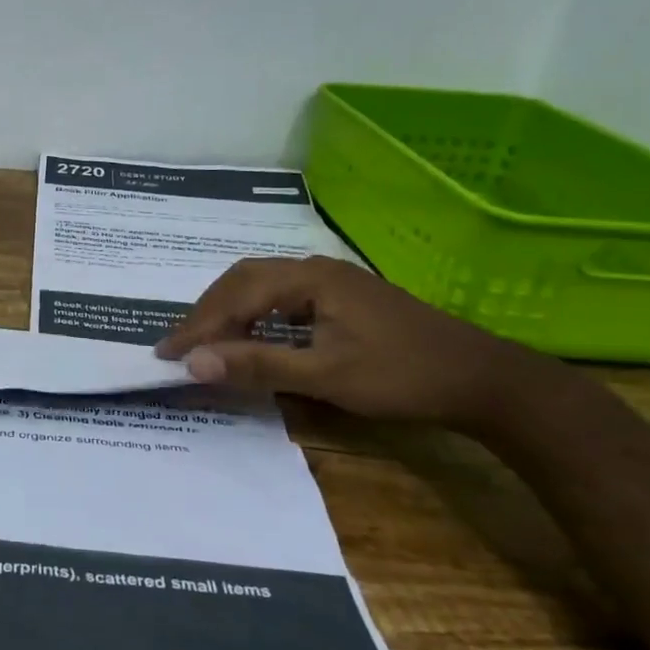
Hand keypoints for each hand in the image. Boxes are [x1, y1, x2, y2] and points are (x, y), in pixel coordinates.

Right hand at [154, 256, 539, 428]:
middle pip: (242, 280)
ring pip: (261, 286)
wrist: (483, 380)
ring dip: (228, 311)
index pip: (235, 296)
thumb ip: (257, 366)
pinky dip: (253, 316)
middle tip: (180, 346)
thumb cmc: (403, 376)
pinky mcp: (342, 300)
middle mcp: (314, 269)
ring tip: (205, 342)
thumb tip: (194, 363)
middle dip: (206, 312)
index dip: (198, 327)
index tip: (166, 354)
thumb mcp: (326, 375)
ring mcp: (330, 282)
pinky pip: (280, 298)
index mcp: (309, 278)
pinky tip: (250, 337)